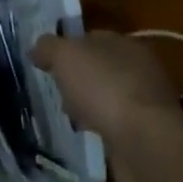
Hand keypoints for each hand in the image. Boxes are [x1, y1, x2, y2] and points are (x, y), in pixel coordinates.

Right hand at [32, 31, 182, 181]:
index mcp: (124, 43)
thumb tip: (37, 48)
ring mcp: (145, 102)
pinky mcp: (146, 133)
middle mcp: (139, 68)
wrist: (144, 142)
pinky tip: (87, 135)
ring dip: (88, 106)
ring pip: (107, 97)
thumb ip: (48, 47)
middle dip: (77, 79)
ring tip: (68, 117)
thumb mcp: (66, 56)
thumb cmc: (104, 88)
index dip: (67, 47)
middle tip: (55, 92)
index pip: (91, 38)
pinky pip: (115, 123)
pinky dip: (100, 127)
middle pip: (99, 68)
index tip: (46, 63)